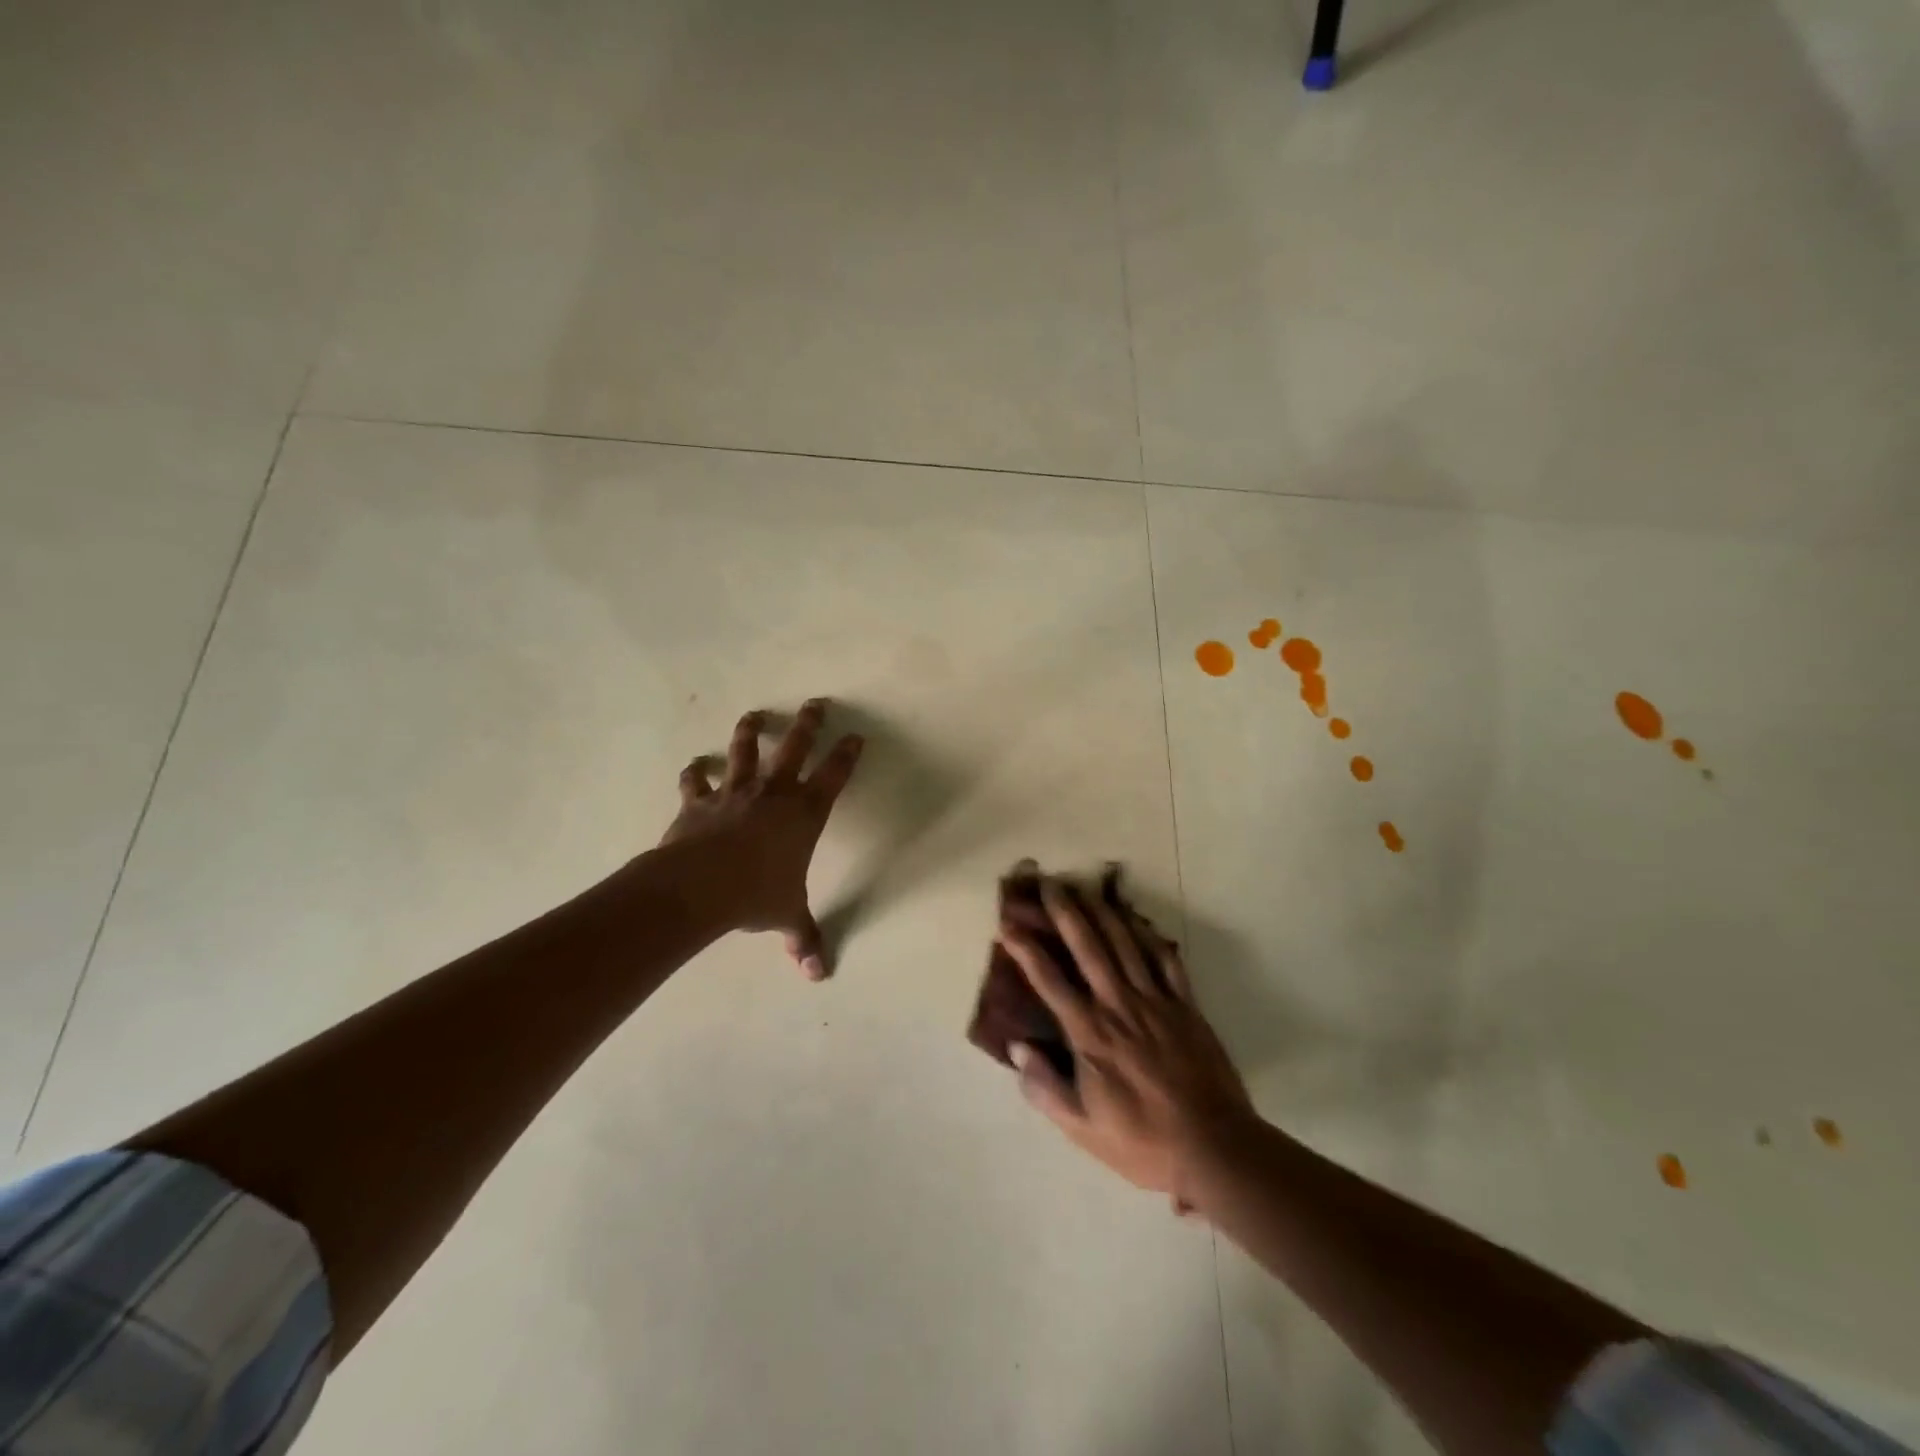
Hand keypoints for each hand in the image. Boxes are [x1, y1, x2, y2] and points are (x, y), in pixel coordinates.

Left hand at [660, 698, 862, 978]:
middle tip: (816, 703)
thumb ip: (803, 938)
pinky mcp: (699, 802)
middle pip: (795, 748)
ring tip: (755, 715)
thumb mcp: (787, 915)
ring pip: (744, 752)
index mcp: (804, 814)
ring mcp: (734, 793)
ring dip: (750, 731)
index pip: (834, 776)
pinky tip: (694, 765)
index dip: (847, 755)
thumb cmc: (756, 895)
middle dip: (808, 723)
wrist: (699, 886)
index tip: (855, 736)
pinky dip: (694, 772)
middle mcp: (773, 794)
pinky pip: (696, 781)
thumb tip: (818, 976)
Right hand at [998, 879, 1257, 1205]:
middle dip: (1065, 912)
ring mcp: (1156, 1002)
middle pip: (1088, 948)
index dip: (1026, 949)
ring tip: (1086, 889)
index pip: (1050, 981)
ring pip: (1125, 945)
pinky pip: (1166, 960)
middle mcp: (1119, 1007)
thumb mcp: (1083, 1128)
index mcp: (1090, 1035)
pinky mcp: (1185, 1005)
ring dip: (1103, 913)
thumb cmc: (1142, 1142)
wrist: (1213, 1148)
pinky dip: (1149, 936)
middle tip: (1050, 884)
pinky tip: (1136, 920)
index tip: (1008, 924)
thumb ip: (1045, 1087)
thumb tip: (1018, 1047)